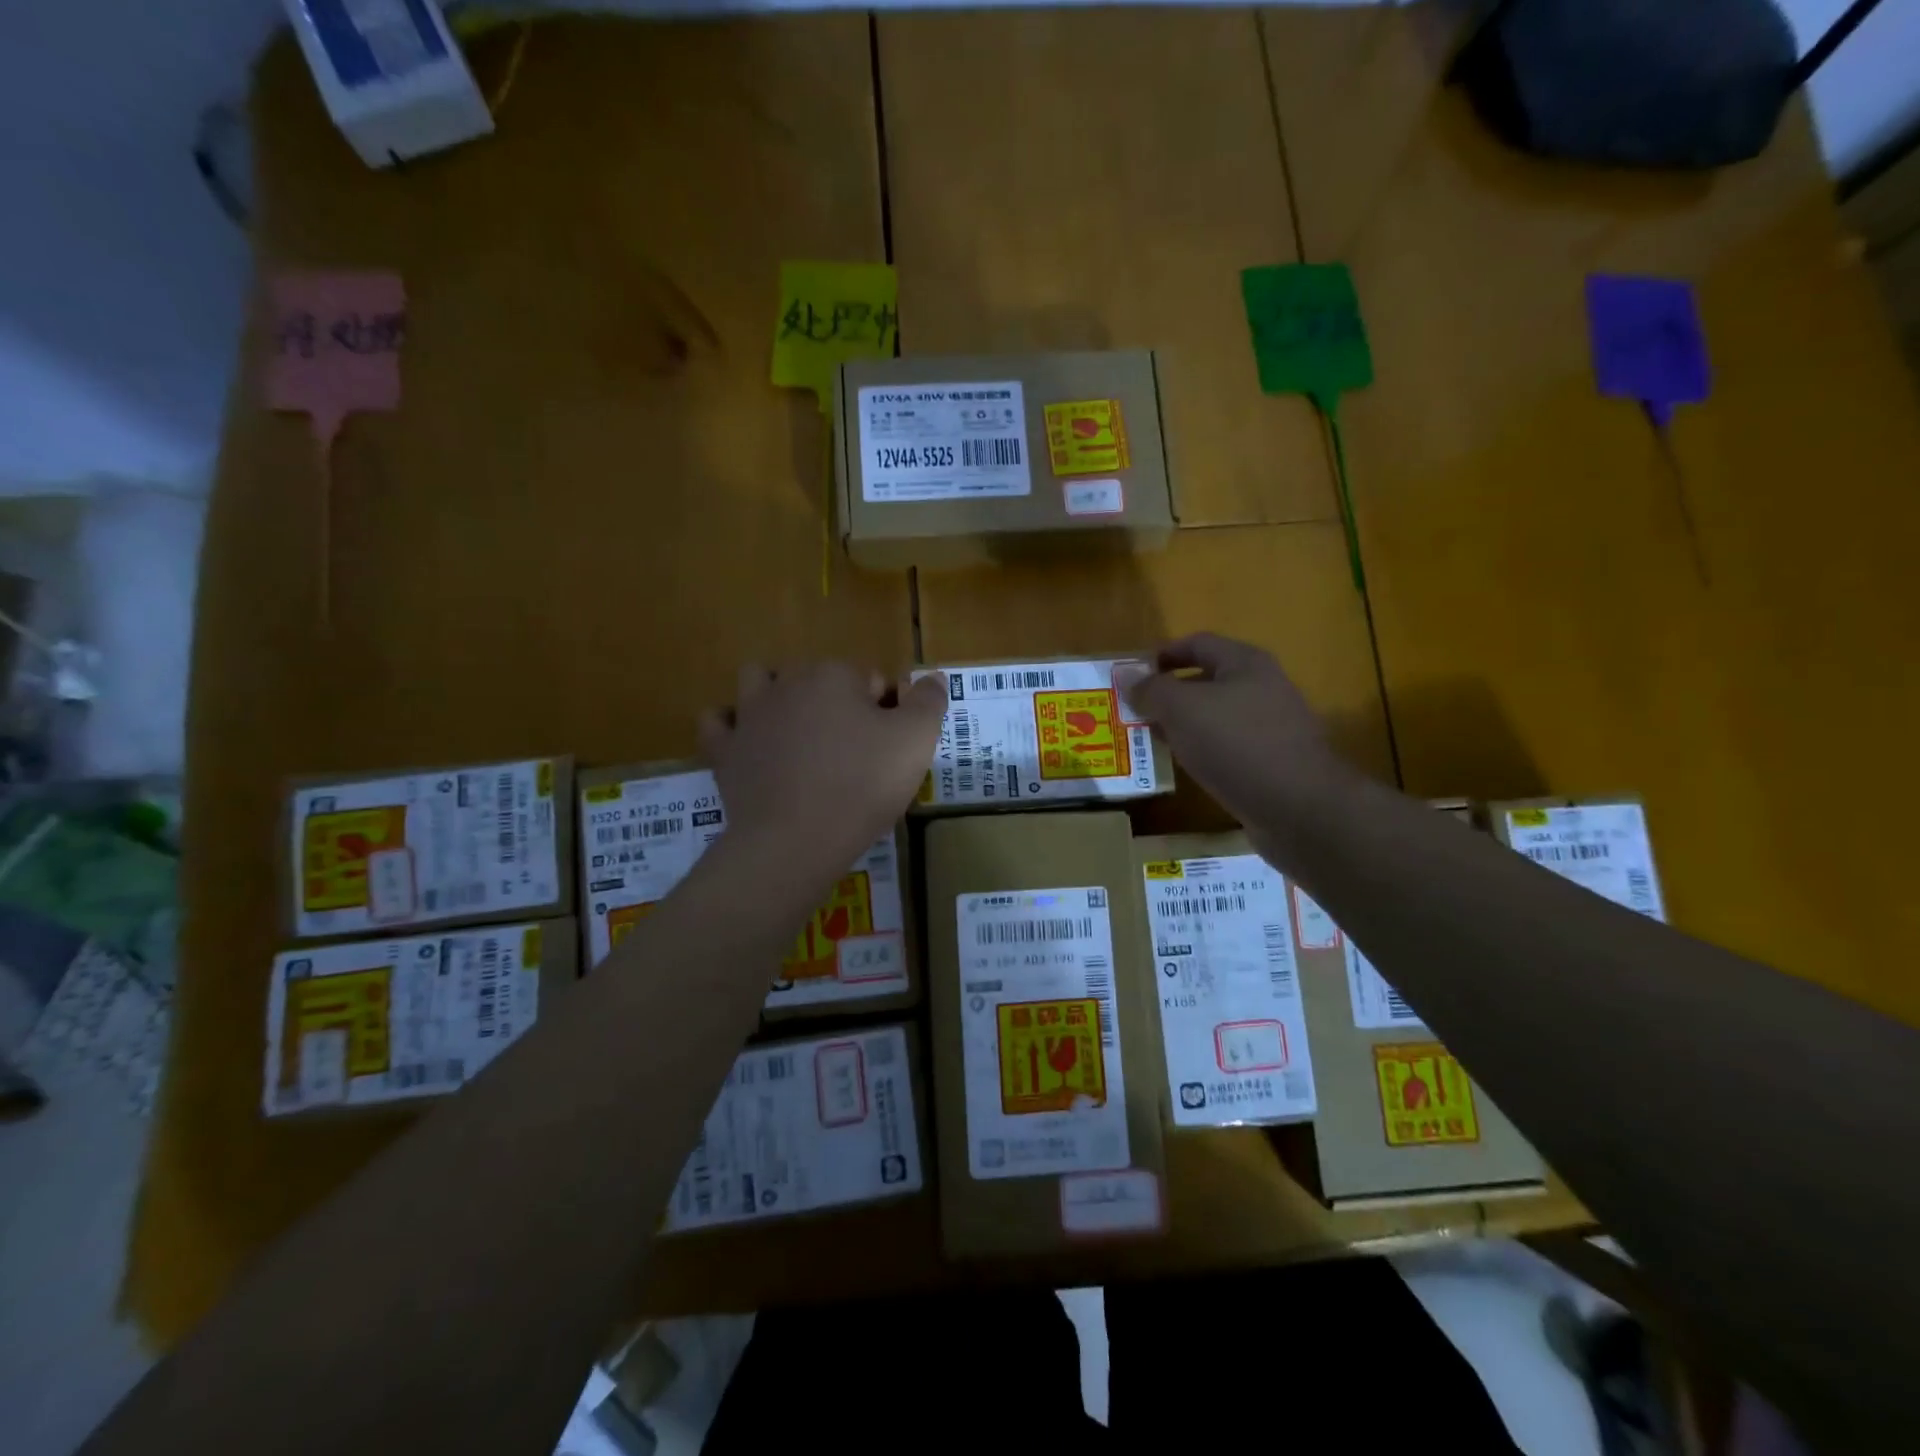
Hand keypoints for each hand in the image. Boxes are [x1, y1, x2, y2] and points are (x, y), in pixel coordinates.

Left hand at [699, 662, 947, 869]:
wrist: (795, 841)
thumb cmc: (862, 785)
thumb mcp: (915, 741)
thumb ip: (928, 701)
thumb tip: (933, 676)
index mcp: (834, 675)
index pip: (871, 680)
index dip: (887, 712)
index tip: (890, 749)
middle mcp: (787, 683)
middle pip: (819, 679)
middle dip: (837, 702)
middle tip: (854, 750)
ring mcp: (749, 715)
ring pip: (760, 682)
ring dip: (778, 695)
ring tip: (799, 730)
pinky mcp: (724, 750)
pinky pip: (718, 722)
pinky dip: (731, 725)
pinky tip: (750, 742)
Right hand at [1126, 633, 1348, 824]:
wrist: (1298, 807)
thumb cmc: (1236, 743)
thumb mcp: (1182, 709)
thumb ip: (1152, 690)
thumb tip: (1126, 675)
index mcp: (1244, 663)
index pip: (1197, 643)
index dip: (1162, 654)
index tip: (1131, 675)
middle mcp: (1262, 688)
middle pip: (1206, 680)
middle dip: (1168, 693)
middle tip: (1134, 711)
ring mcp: (1270, 726)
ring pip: (1215, 716)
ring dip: (1182, 724)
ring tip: (1150, 739)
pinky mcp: (1271, 761)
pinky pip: (1227, 746)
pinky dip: (1201, 750)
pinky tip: (1184, 766)